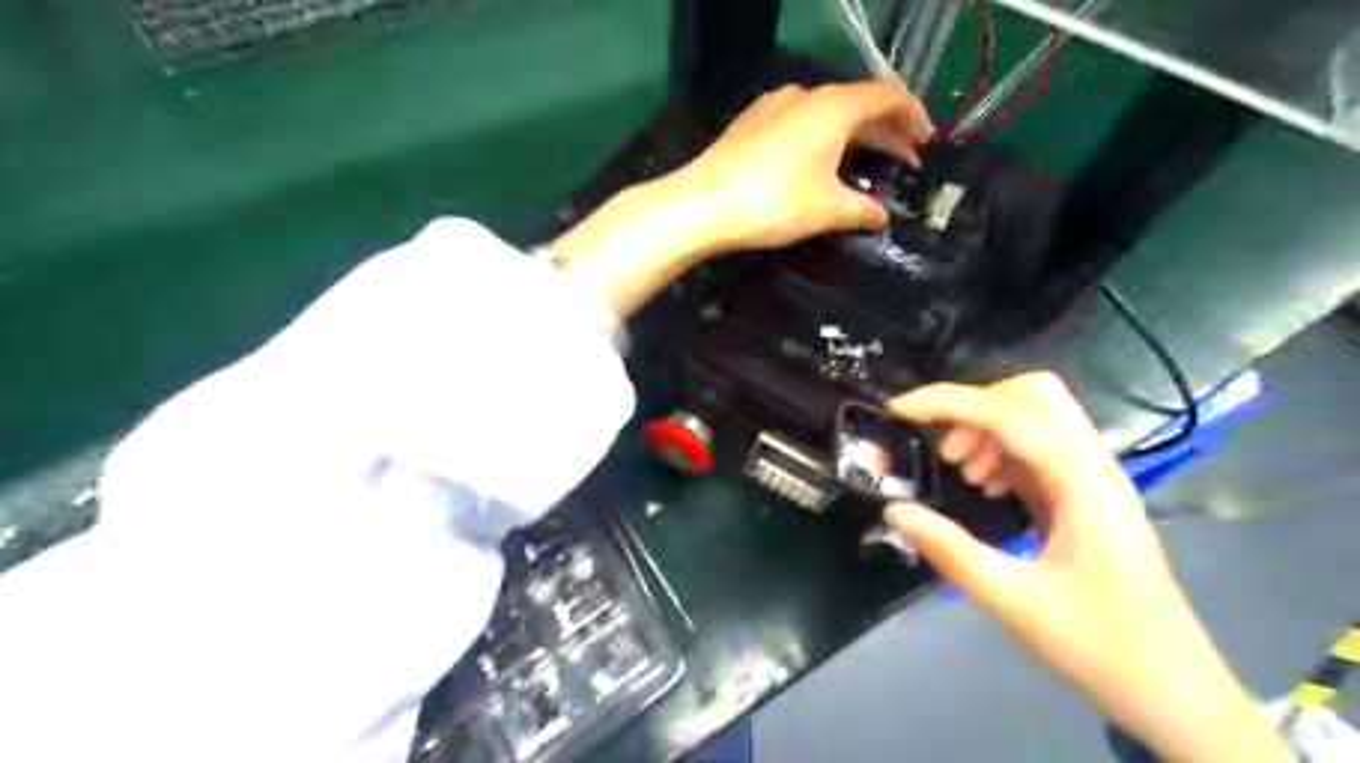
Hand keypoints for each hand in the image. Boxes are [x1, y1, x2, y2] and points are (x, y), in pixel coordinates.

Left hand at [672, 81, 935, 249]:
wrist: (702, 204)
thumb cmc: (774, 203)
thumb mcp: (827, 210)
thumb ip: (862, 210)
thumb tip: (881, 217)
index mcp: (833, 107)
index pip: (886, 97)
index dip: (913, 117)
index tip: (928, 140)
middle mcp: (805, 96)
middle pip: (858, 104)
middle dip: (886, 131)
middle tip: (907, 157)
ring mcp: (774, 106)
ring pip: (828, 114)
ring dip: (854, 136)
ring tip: (869, 163)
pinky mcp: (752, 123)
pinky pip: (802, 122)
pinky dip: (823, 138)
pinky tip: (822, 161)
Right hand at [890, 371, 1287, 761]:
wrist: (1173, 691)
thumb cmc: (1099, 645)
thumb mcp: (1013, 601)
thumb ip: (949, 549)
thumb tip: (893, 509)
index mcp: (1082, 483)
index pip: (1007, 412)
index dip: (946, 402)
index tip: (895, 412)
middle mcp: (1093, 466)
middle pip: (1033, 394)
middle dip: (975, 406)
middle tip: (945, 451)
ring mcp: (1093, 479)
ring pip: (1036, 416)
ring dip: (987, 429)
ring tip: (962, 474)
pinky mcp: (1085, 495)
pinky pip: (1037, 447)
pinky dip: (1001, 451)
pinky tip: (986, 489)